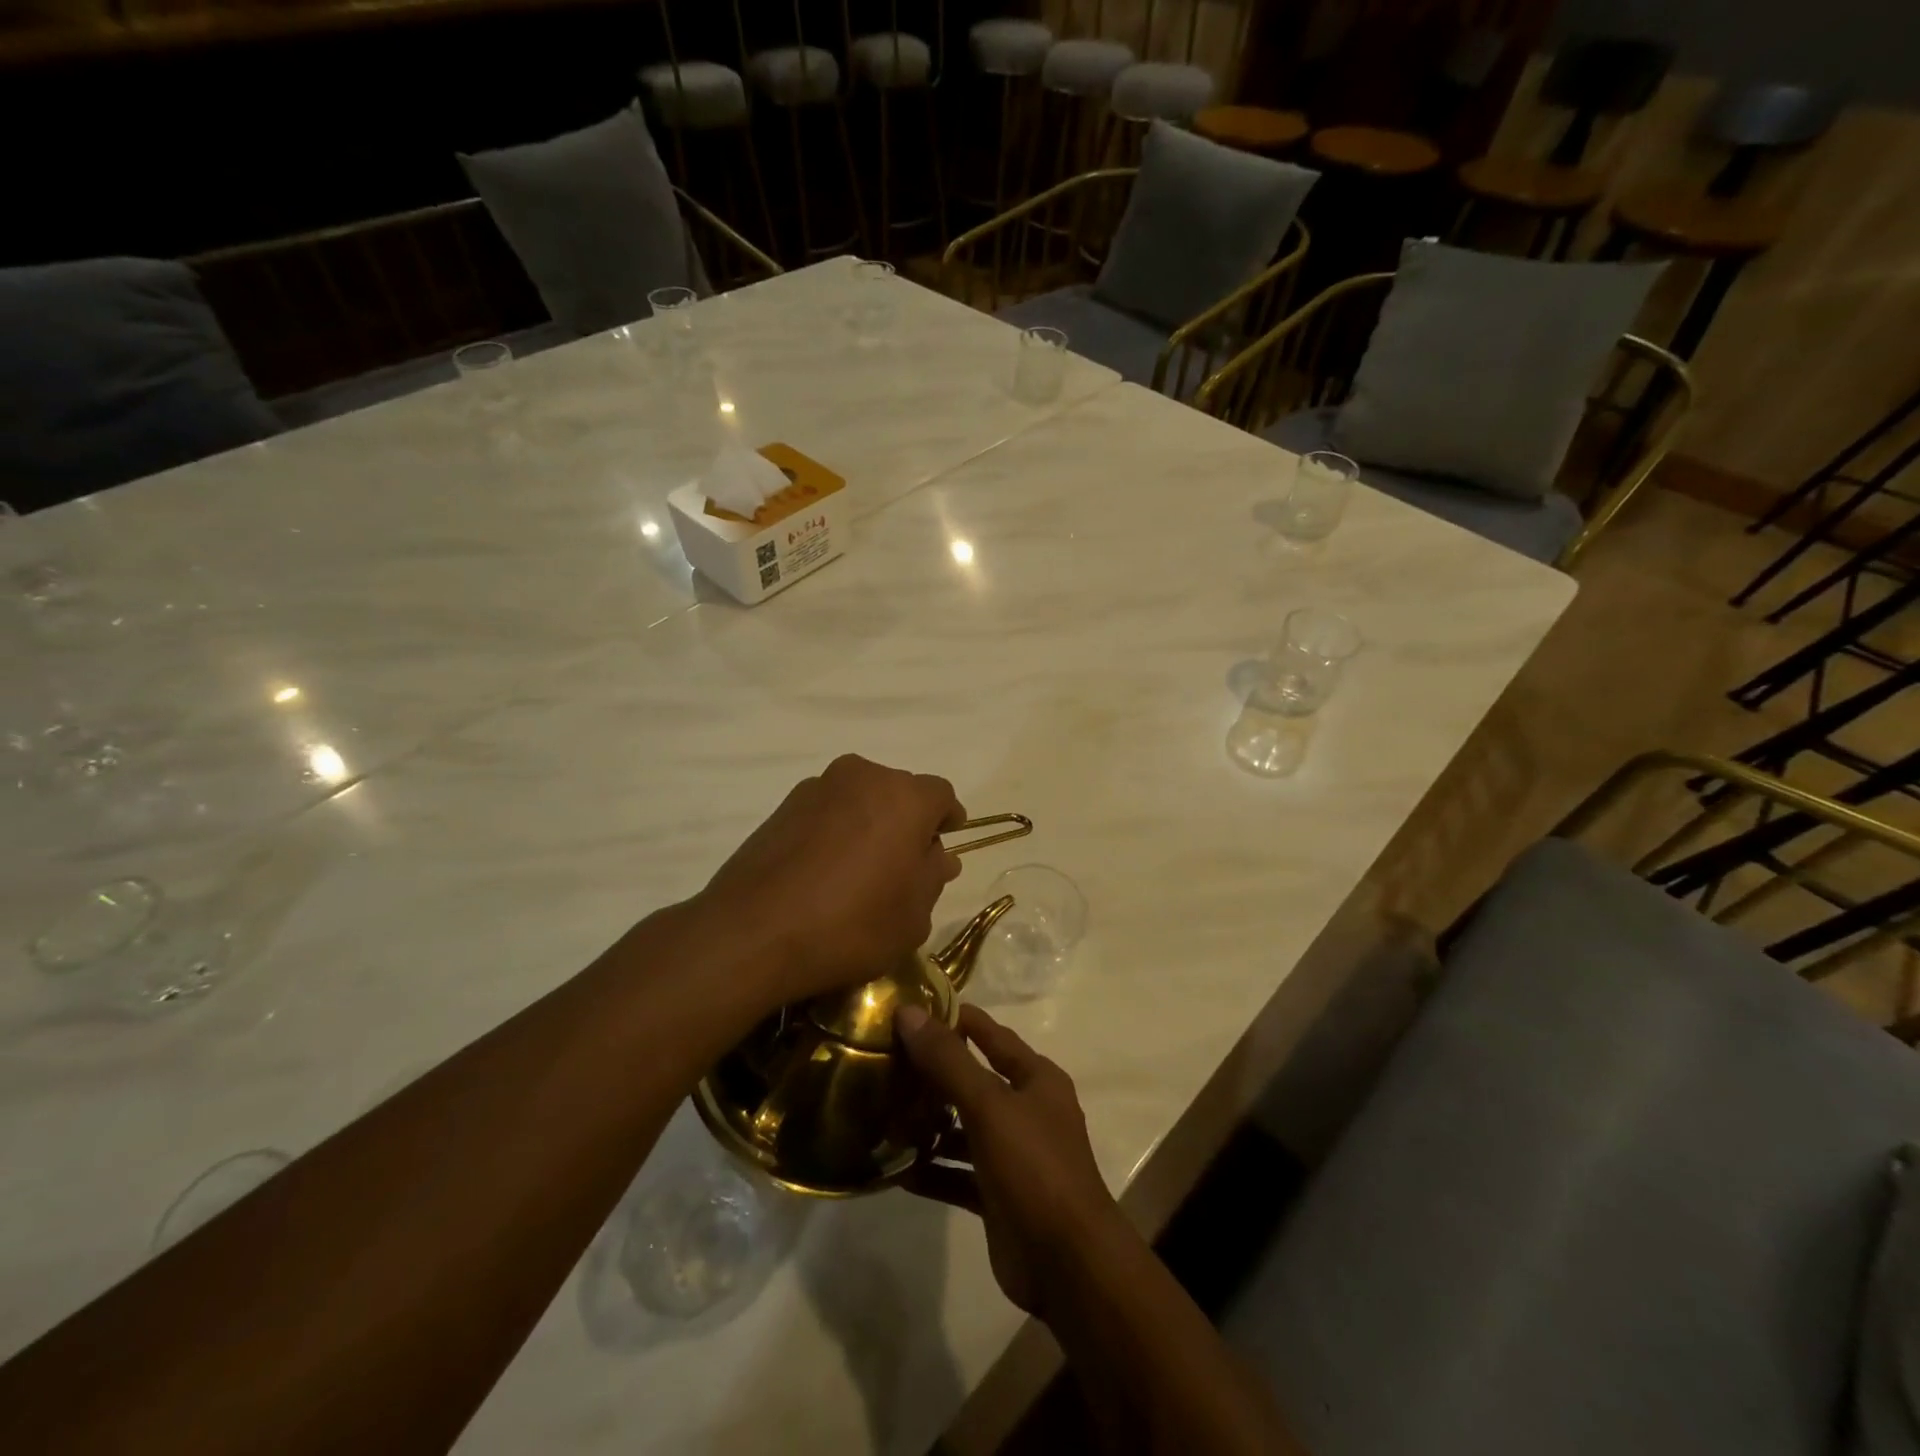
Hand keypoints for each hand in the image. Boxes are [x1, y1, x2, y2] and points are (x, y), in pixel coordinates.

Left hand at [697, 755, 964, 1009]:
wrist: (754, 931)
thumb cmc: (851, 924)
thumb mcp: (913, 916)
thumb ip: (932, 877)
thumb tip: (938, 856)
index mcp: (904, 797)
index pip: (941, 795)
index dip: (947, 819)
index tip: (944, 846)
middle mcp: (862, 777)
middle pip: (898, 792)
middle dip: (907, 822)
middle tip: (904, 865)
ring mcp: (817, 788)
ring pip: (860, 799)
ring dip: (869, 823)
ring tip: (861, 870)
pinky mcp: (783, 806)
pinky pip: (826, 812)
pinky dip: (835, 831)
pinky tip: (826, 871)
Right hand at [895, 1004, 1120, 1315]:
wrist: (1068, 1265)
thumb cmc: (1034, 1167)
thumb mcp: (989, 1105)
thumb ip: (949, 1061)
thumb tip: (909, 1012)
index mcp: (1035, 1079)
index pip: (991, 1034)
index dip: (956, 1019)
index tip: (911, 1008)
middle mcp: (1026, 1110)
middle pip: (973, 1080)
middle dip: (933, 1072)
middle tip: (884, 1059)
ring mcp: (1012, 1155)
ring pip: (963, 1128)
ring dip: (929, 1123)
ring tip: (881, 1110)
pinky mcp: (997, 1195)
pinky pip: (957, 1173)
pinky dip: (931, 1169)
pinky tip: (894, 1168)